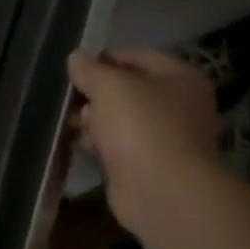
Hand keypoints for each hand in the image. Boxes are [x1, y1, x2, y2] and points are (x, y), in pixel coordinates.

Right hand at [68, 50, 221, 233]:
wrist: (162, 191)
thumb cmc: (141, 126)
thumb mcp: (110, 86)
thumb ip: (90, 70)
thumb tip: (76, 58)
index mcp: (180, 78)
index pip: (138, 57)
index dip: (104, 59)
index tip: (74, 68)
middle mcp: (178, 105)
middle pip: (128, 89)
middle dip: (95, 93)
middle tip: (69, 98)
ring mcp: (165, 137)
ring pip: (120, 119)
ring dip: (94, 120)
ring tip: (70, 122)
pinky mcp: (148, 165)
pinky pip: (118, 145)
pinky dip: (100, 144)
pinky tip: (80, 144)